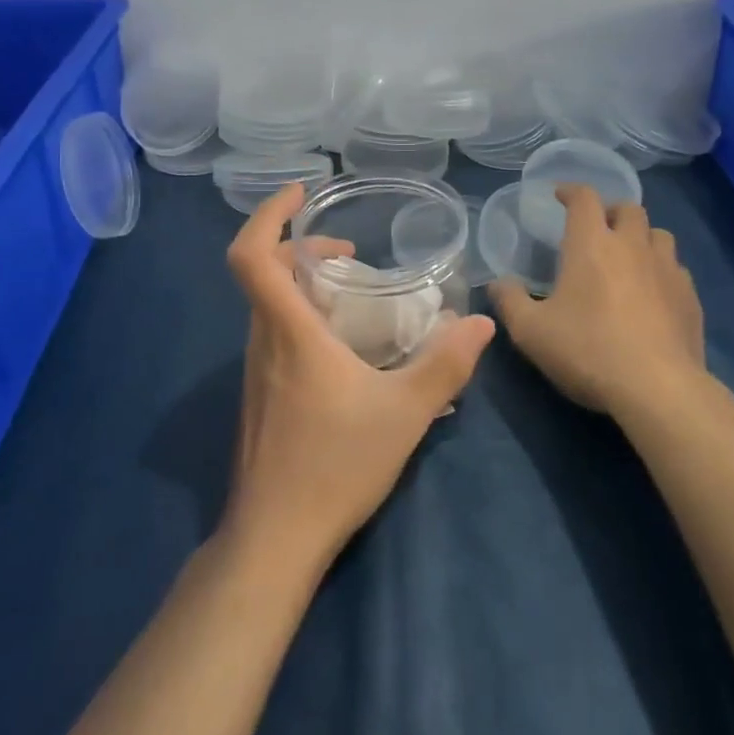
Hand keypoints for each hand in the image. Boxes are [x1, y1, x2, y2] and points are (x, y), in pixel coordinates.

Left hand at [221, 184, 495, 575]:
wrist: (275, 538)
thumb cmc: (335, 465)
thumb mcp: (405, 412)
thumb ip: (446, 364)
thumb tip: (481, 322)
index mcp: (289, 333)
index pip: (251, 256)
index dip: (268, 215)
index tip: (301, 196)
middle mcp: (263, 343)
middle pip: (263, 275)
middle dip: (302, 250)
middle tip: (351, 256)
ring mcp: (256, 372)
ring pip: (270, 308)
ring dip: (304, 287)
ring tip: (356, 299)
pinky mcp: (260, 397)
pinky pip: (275, 337)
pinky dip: (303, 321)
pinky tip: (346, 354)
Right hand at [489, 184, 705, 418]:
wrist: (658, 389)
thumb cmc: (587, 351)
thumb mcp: (530, 331)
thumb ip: (509, 301)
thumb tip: (497, 282)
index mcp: (592, 244)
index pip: (584, 198)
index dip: (571, 191)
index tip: (560, 195)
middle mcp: (633, 245)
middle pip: (629, 208)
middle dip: (610, 212)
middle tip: (596, 230)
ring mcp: (668, 269)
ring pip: (659, 234)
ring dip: (641, 238)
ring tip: (628, 258)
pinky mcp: (690, 297)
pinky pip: (676, 269)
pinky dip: (661, 271)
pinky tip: (652, 294)